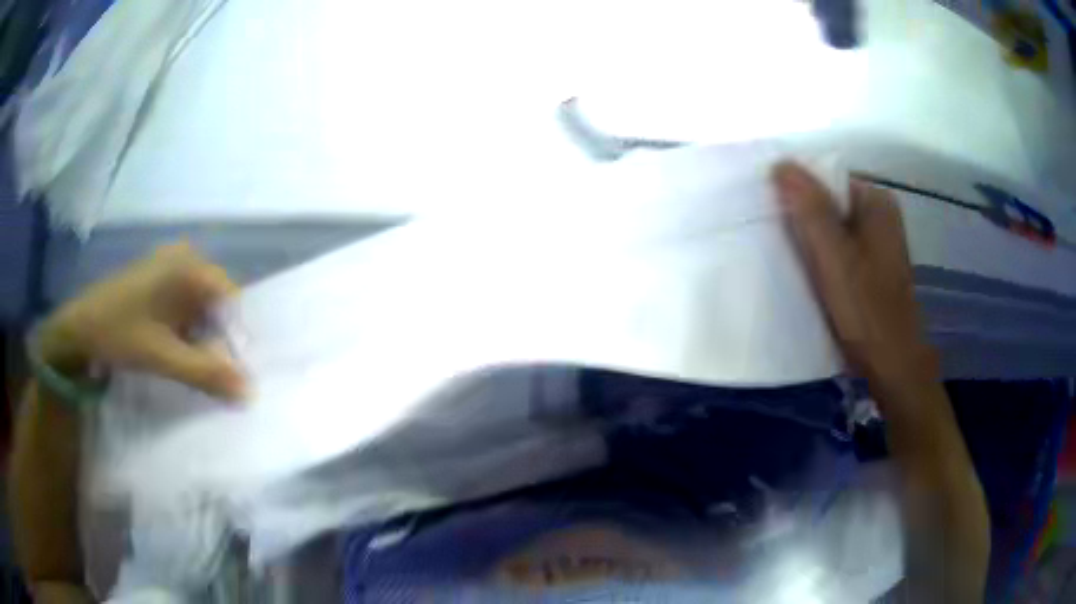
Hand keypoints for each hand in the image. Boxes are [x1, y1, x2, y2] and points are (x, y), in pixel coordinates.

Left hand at [37, 242, 245, 399]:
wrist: (76, 329)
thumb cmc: (117, 333)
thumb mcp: (162, 357)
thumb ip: (206, 373)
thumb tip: (250, 392)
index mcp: (187, 265)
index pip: (231, 300)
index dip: (236, 338)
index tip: (235, 374)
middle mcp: (183, 259)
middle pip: (216, 304)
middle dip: (219, 341)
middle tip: (218, 378)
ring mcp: (167, 269)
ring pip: (199, 309)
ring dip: (202, 341)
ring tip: (198, 371)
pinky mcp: (155, 284)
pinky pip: (183, 310)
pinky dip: (186, 335)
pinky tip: (179, 356)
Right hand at [771, 161, 936, 390]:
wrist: (892, 365)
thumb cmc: (867, 311)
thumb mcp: (835, 257)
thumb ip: (810, 209)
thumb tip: (780, 164)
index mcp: (876, 202)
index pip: (826, 180)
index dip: (796, 193)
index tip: (771, 216)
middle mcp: (879, 215)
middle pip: (829, 204)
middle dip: (801, 218)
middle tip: (774, 241)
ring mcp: (876, 243)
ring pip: (832, 228)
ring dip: (809, 240)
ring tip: (784, 257)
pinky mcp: (870, 267)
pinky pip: (839, 249)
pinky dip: (821, 257)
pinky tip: (805, 275)